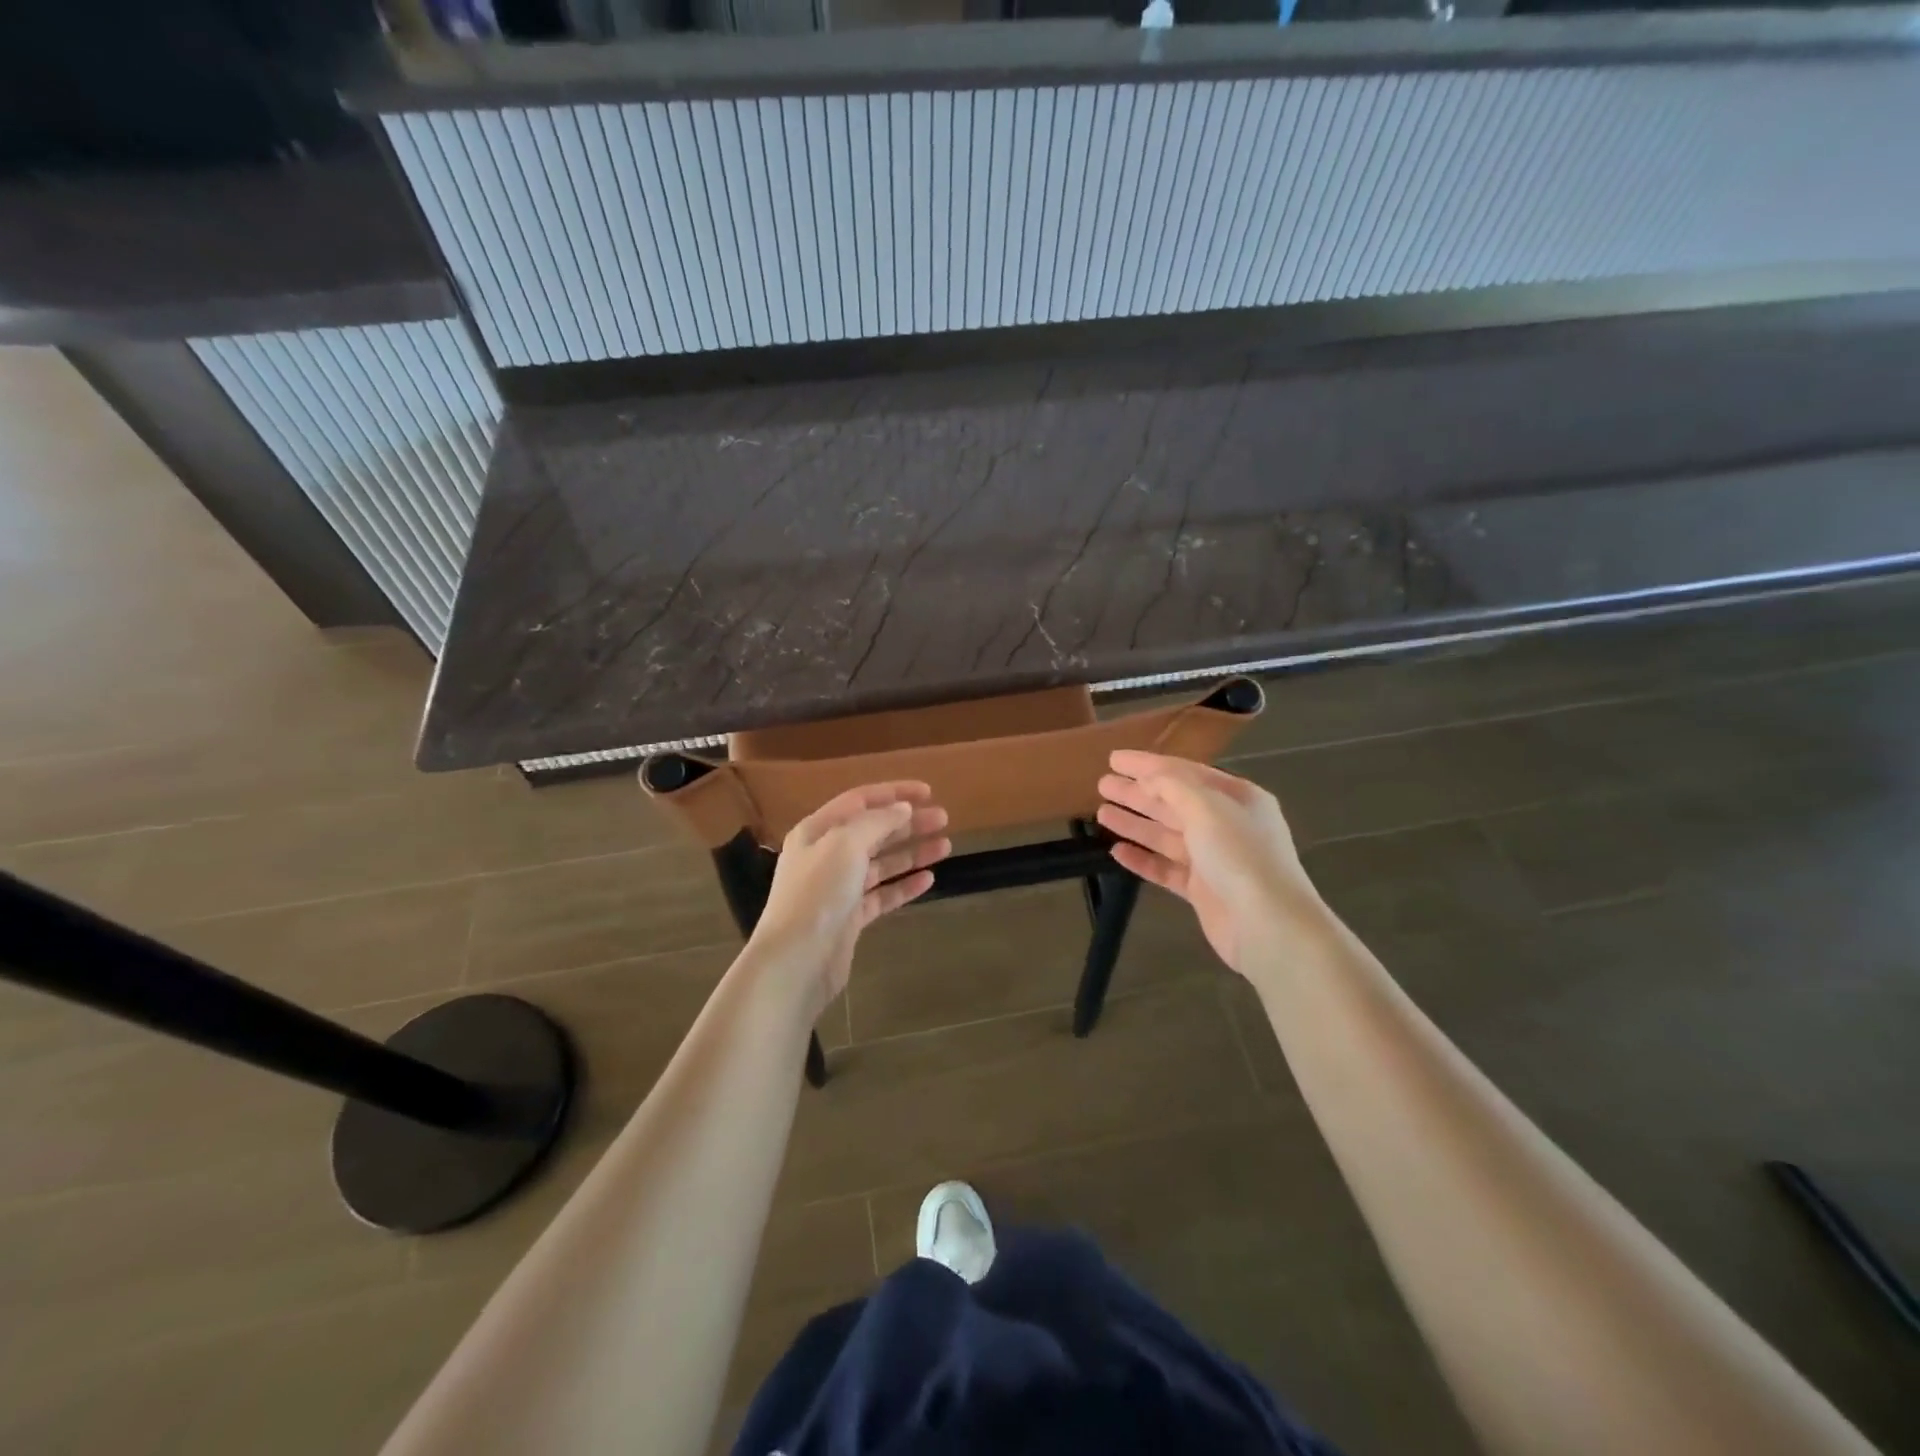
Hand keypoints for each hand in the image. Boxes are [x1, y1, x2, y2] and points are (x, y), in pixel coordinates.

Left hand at [749, 782, 950, 1016]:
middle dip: (909, 823)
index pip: (860, 801)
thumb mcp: (845, 845)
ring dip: (912, 852)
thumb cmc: (818, 893)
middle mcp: (826, 855)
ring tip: (945, 846)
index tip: (928, 792)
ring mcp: (838, 888)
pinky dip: (904, 885)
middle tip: (944, 819)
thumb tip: (902, 809)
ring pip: (881, 863)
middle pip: (873, 831)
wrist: (796, 960)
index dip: (894, 793)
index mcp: (818, 830)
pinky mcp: (850, 918)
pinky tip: (929, 880)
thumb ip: (876, 822)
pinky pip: (882, 895)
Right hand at [1097, 751, 1321, 975]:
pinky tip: (1117, 852)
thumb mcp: (1207, 807)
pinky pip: (1166, 869)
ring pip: (1166, 835)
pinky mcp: (1202, 890)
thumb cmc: (1240, 855)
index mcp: (1237, 797)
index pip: (1185, 772)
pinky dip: (1142, 859)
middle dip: (1138, 793)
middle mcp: (1227, 824)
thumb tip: (1147, 778)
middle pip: (1173, 803)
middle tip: (1102, 784)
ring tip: (1101, 813)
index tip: (1115, 759)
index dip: (1148, 764)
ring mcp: (1214, 859)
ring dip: (1135, 823)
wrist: (1268, 925)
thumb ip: (1173, 786)